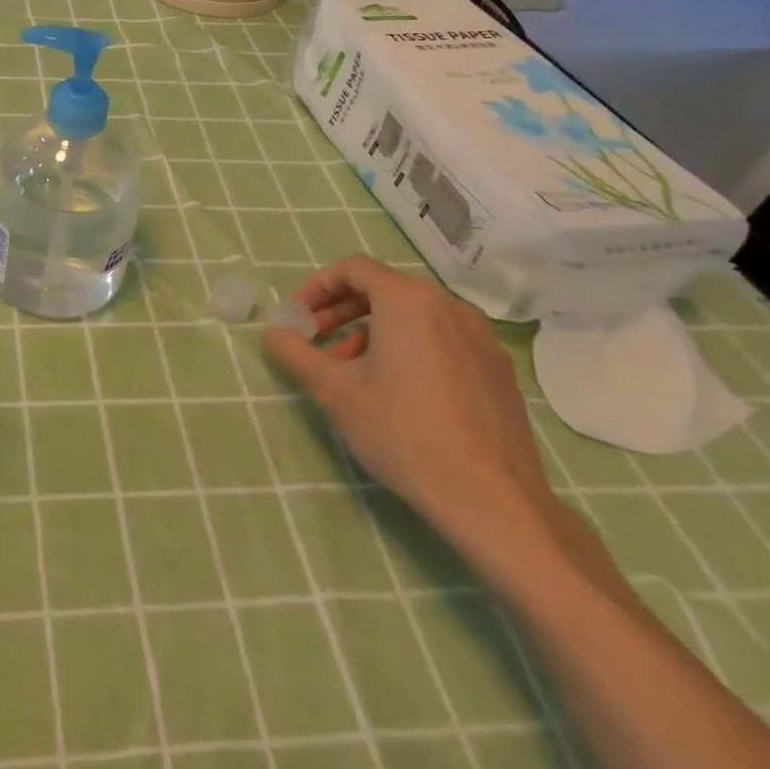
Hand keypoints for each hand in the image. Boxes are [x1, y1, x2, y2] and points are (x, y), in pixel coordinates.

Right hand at [262, 255, 558, 562]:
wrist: (493, 500)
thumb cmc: (403, 432)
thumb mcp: (334, 391)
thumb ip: (295, 353)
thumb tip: (272, 332)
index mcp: (409, 300)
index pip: (353, 268)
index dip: (317, 286)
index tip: (297, 317)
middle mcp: (449, 306)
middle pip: (384, 289)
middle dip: (341, 310)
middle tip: (315, 340)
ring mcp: (481, 338)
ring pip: (414, 316)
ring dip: (372, 331)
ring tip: (350, 370)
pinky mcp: (498, 370)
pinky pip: (442, 340)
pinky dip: (409, 348)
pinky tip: (397, 391)